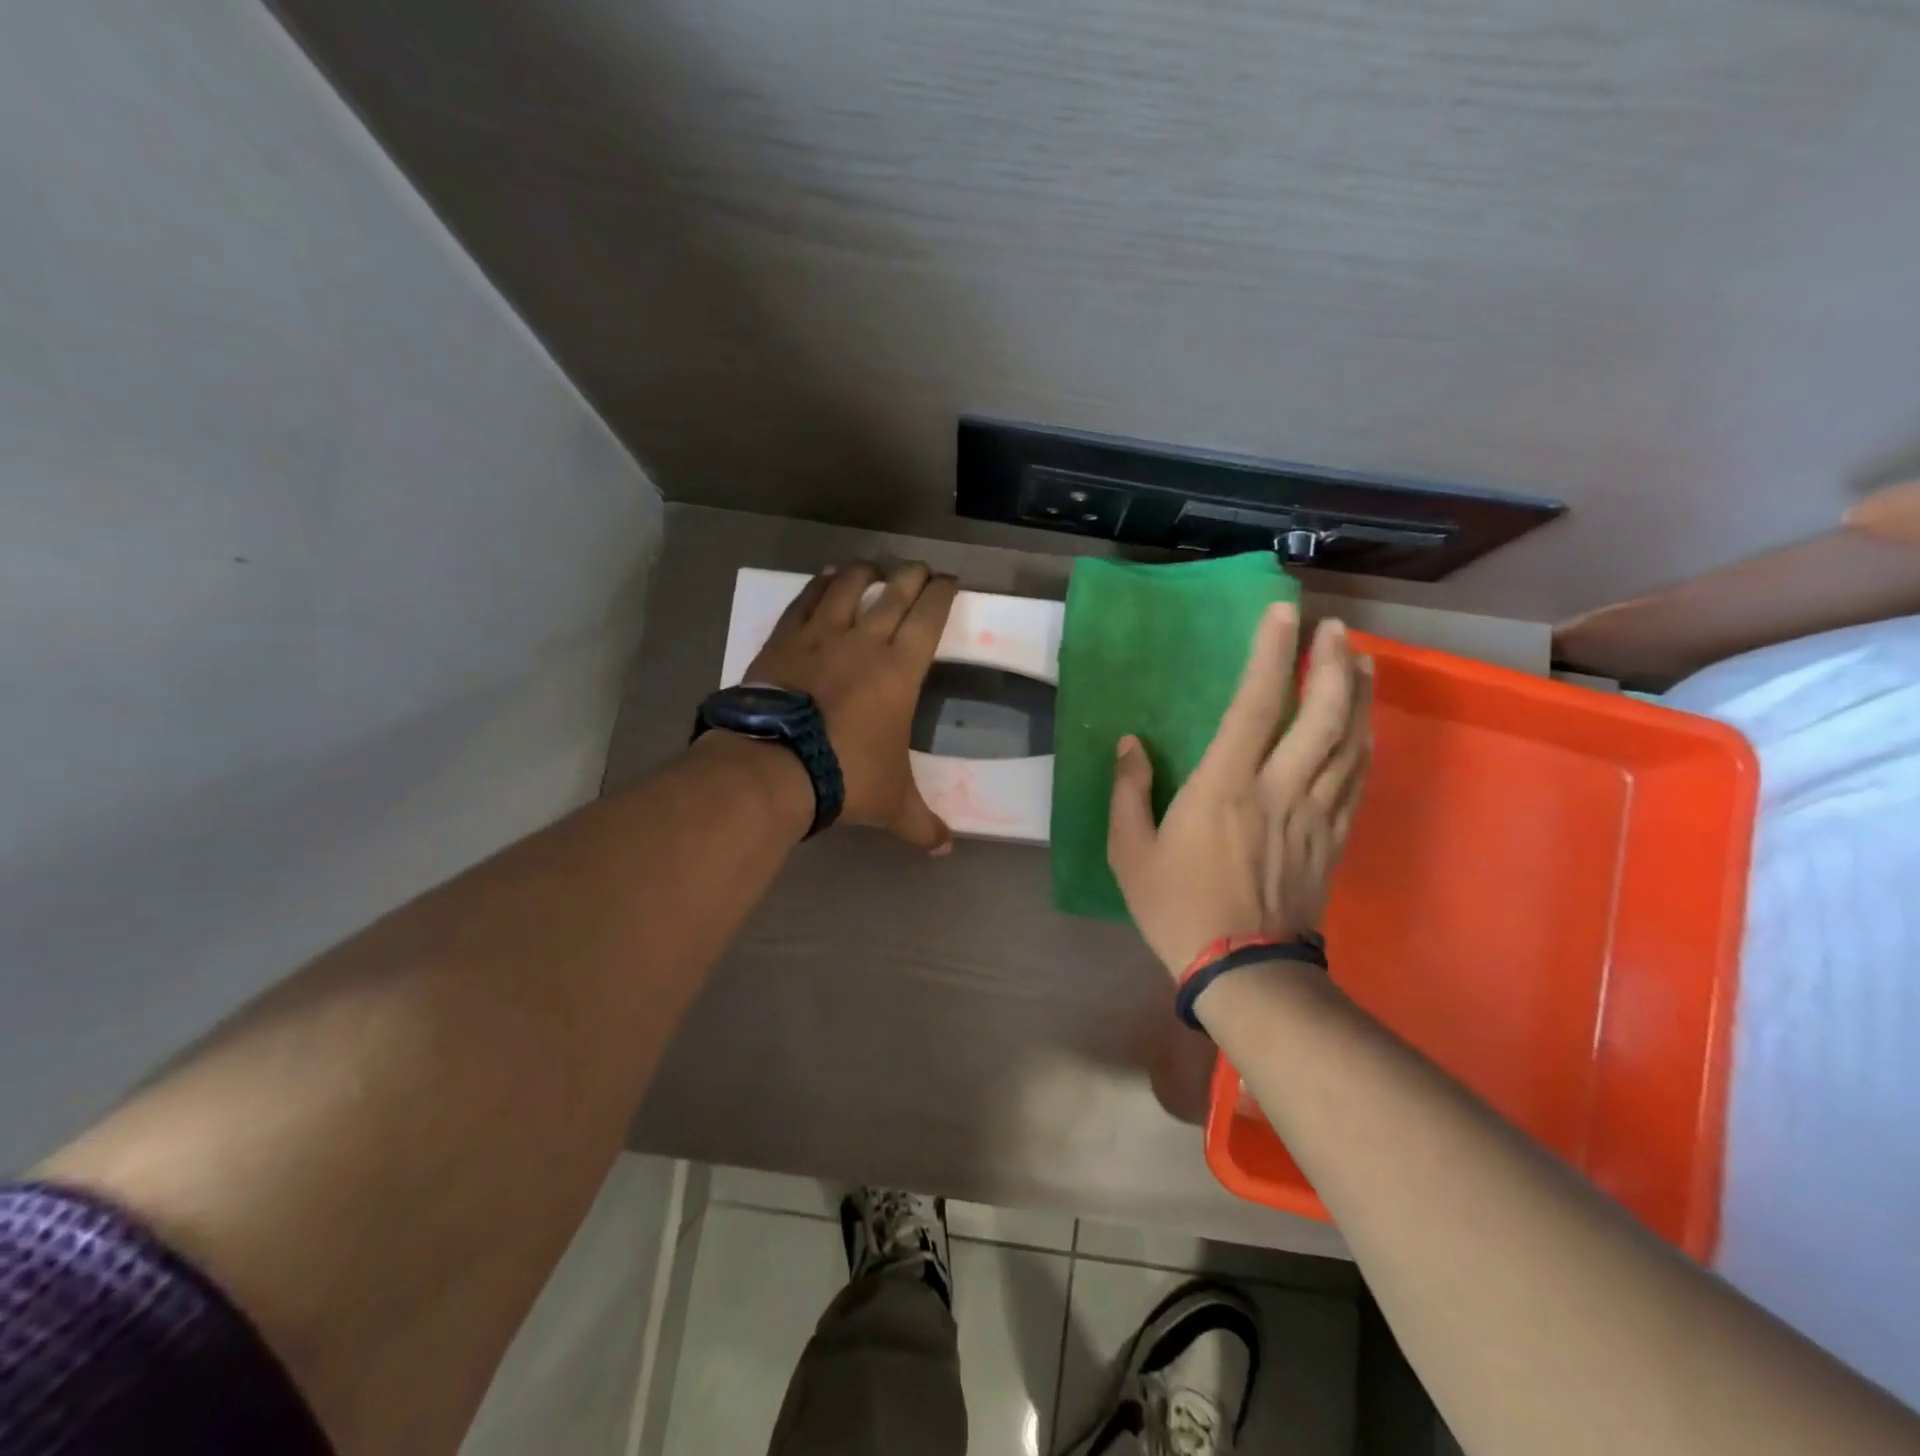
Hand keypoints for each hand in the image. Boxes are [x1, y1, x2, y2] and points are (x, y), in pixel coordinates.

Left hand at [745, 561, 959, 852]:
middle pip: (895, 591)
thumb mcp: (892, 804)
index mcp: (900, 669)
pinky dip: (819, 585)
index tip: (950, 581)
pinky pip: (806, 601)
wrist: (774, 767)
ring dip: (865, 572)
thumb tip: (947, 849)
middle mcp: (865, 640)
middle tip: (920, 569)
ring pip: (848, 586)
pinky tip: (825, 578)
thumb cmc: (846, 777)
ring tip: (872, 567)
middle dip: (912, 575)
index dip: (943, 593)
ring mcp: (821, 635)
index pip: (930, 616)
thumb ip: (922, 824)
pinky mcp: (784, 640)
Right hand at [1107, 604, 1372, 977]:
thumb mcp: (1130, 852)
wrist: (1242, 969)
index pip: (1256, 705)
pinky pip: (1358, 780)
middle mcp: (1279, 789)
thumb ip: (1129, 792)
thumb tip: (1132, 744)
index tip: (1282, 614)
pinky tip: (1367, 725)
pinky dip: (1366, 744)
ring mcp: (1314, 814)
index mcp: (1224, 787)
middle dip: (1331, 664)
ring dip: (1357, 696)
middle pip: (1321, 715)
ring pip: (1350, 743)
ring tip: (1359, 660)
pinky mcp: (1333, 838)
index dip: (1272, 655)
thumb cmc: (1177, 907)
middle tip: (1334, 628)